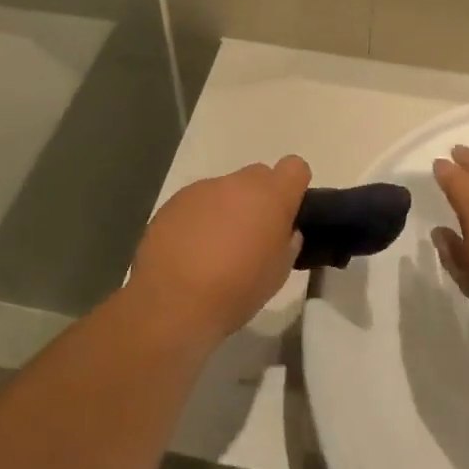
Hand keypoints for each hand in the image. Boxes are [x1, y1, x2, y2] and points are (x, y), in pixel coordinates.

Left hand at [127, 156, 311, 342]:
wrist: (173, 302)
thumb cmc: (237, 290)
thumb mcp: (278, 272)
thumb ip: (287, 241)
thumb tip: (282, 231)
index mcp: (270, 196)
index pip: (294, 167)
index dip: (293, 187)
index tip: (286, 213)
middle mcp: (237, 183)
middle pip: (258, 176)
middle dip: (259, 198)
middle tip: (251, 235)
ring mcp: (202, 189)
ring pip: (225, 190)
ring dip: (226, 209)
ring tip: (214, 249)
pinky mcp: (173, 202)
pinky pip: (196, 203)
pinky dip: (198, 219)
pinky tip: (189, 251)